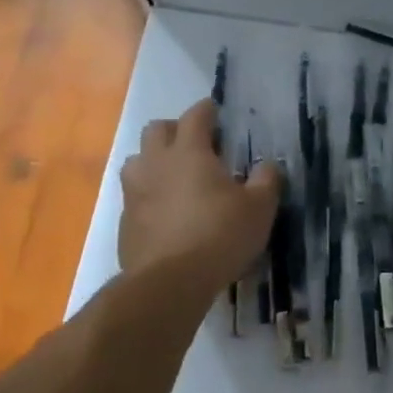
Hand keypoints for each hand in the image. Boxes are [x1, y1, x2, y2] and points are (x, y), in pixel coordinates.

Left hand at [119, 100, 279, 296]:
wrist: (170, 281)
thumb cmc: (220, 236)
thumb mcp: (260, 209)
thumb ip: (266, 181)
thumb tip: (268, 165)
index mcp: (189, 152)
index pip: (195, 116)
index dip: (207, 111)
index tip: (216, 112)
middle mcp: (156, 163)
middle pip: (156, 129)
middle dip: (175, 129)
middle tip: (194, 144)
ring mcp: (135, 191)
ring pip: (137, 160)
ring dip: (153, 160)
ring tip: (174, 176)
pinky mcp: (125, 220)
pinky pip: (134, 195)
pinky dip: (148, 194)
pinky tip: (165, 212)